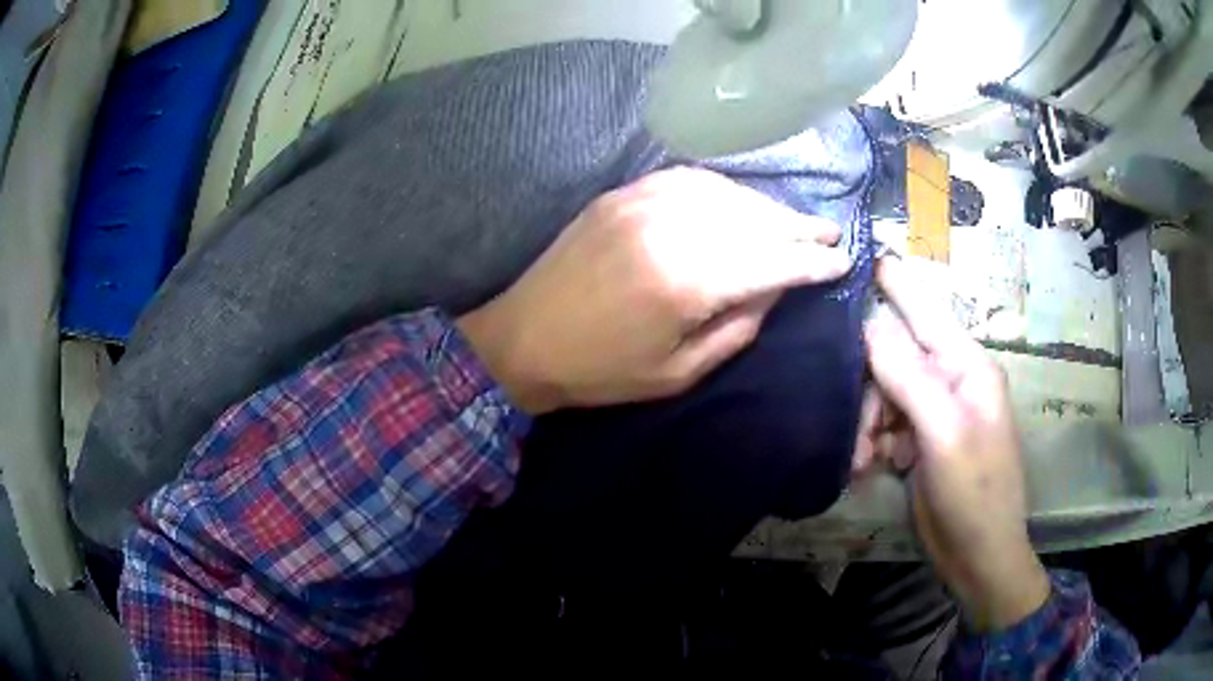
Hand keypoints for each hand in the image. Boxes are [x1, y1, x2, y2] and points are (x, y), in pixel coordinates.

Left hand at [457, 167, 851, 413]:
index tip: (842, 261)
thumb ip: (739, 326)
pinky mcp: (622, 194)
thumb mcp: (680, 372)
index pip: (772, 260)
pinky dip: (724, 190)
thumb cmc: (601, 372)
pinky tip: (740, 202)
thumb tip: (777, 288)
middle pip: (755, 219)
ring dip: (766, 207)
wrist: (523, 339)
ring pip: (726, 193)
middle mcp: (670, 228)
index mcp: (687, 282)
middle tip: (831, 234)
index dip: (813, 261)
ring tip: (792, 222)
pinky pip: (688, 180)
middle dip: (799, 227)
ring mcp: (642, 202)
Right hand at [861, 256, 1049, 631]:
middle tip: (859, 431)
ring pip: (883, 392)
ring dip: (867, 423)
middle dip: (869, 388)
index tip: (857, 250)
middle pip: (894, 355)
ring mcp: (934, 411)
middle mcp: (950, 379)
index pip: (924, 308)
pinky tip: (869, 467)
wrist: (978, 556)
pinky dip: (872, 443)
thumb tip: (869, 322)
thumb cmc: (974, 493)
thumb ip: (909, 375)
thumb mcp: (944, 434)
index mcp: (966, 365)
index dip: (892, 280)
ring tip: (864, 459)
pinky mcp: (920, 439)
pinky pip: (885, 424)